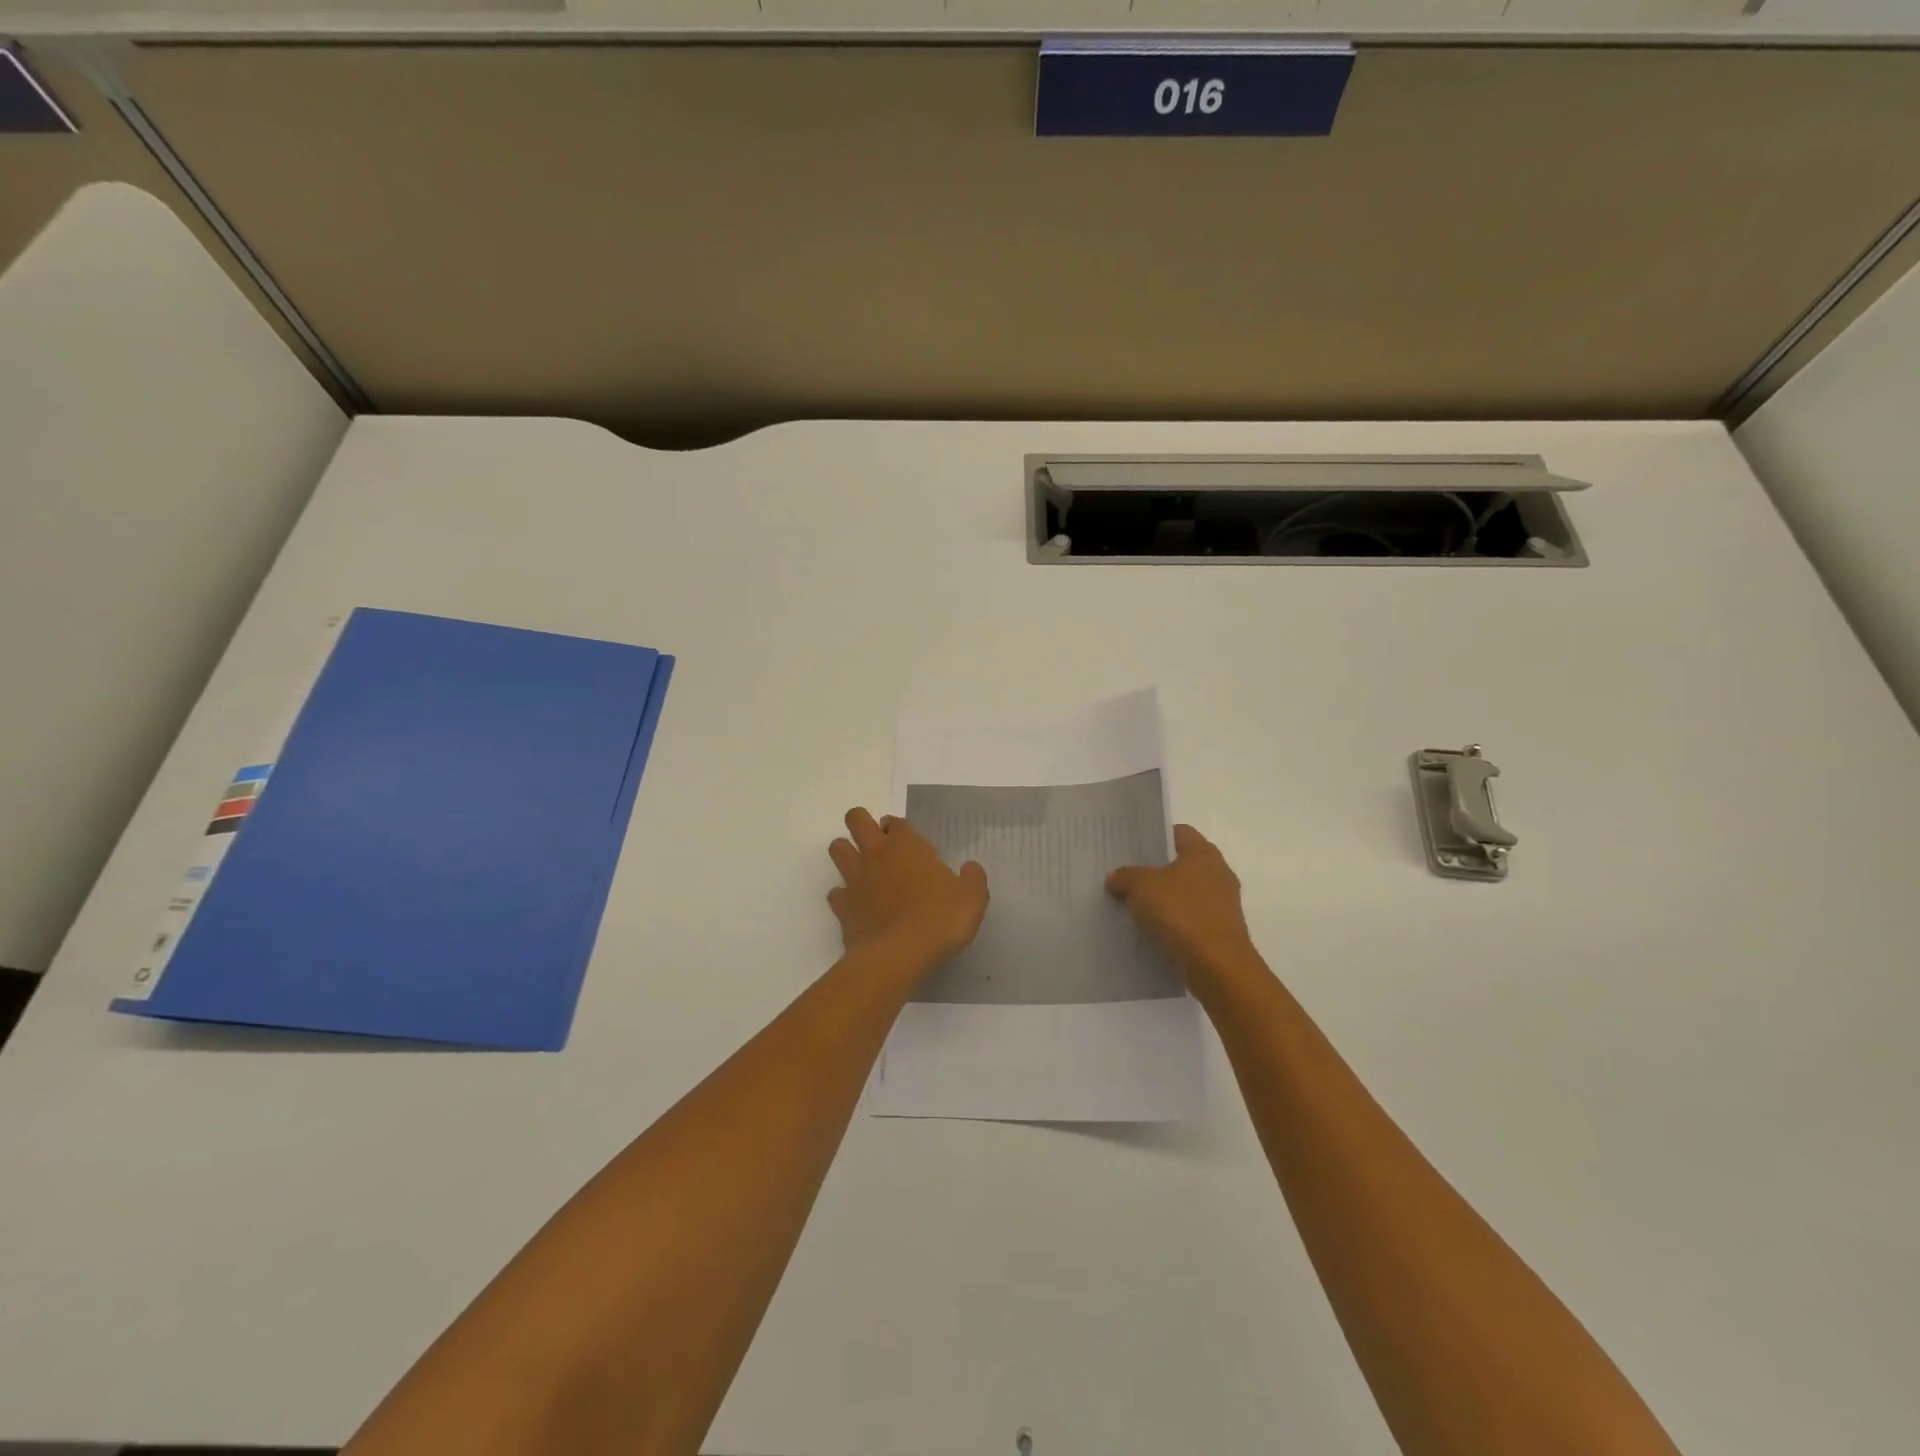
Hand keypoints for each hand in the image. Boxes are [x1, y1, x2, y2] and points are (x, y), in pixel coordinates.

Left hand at [828, 808, 988, 968]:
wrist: (900, 955)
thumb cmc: (940, 919)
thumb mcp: (973, 898)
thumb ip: (973, 879)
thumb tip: (970, 868)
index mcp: (907, 845)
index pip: (896, 822)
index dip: (899, 828)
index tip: (907, 842)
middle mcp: (876, 854)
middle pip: (856, 820)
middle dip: (862, 823)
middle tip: (877, 843)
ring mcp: (855, 879)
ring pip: (837, 849)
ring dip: (846, 852)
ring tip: (862, 868)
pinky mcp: (842, 907)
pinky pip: (835, 892)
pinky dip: (843, 896)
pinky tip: (857, 906)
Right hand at [1106, 824, 1259, 980]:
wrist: (1217, 966)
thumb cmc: (1181, 913)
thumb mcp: (1141, 887)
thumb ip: (1125, 876)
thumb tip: (1114, 876)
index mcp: (1203, 853)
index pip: (1178, 832)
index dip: (1154, 836)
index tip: (1131, 847)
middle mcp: (1218, 872)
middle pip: (1182, 863)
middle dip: (1156, 869)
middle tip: (1127, 876)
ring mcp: (1223, 903)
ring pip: (1186, 892)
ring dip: (1164, 898)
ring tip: (1134, 905)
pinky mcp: (1222, 930)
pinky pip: (1191, 918)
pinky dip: (1174, 921)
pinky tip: (1152, 930)